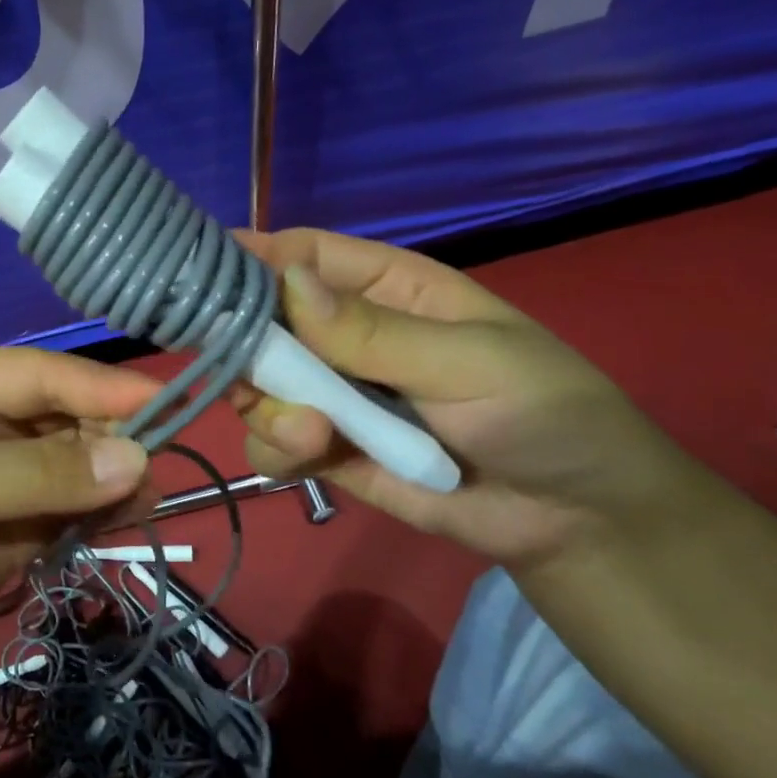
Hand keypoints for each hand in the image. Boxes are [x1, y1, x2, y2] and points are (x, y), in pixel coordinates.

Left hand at [0, 348, 157, 668]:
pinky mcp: (14, 529)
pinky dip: (99, 514)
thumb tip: (136, 459)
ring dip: (112, 479)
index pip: (44, 373)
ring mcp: (4, 479)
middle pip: (68, 417)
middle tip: (151, 473)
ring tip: (142, 503)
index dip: (102, 386)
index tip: (165, 404)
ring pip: (77, 465)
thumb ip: (39, 473)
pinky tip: (120, 524)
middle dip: (112, 438)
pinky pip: (70, 511)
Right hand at [234, 229, 728, 566]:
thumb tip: (285, 282)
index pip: (305, 255)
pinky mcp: (326, 450)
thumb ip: (374, 332)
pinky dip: (275, 447)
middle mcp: (346, 335)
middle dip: (246, 347)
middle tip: (252, 376)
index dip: (253, 258)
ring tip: (310, 434)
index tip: (200, 275)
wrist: (576, 522)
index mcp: (386, 289)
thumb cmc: (543, 414)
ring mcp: (333, 395)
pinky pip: (272, 440)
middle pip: (262, 321)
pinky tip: (309, 456)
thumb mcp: (469, 361)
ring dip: (265, 406)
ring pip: (257, 385)